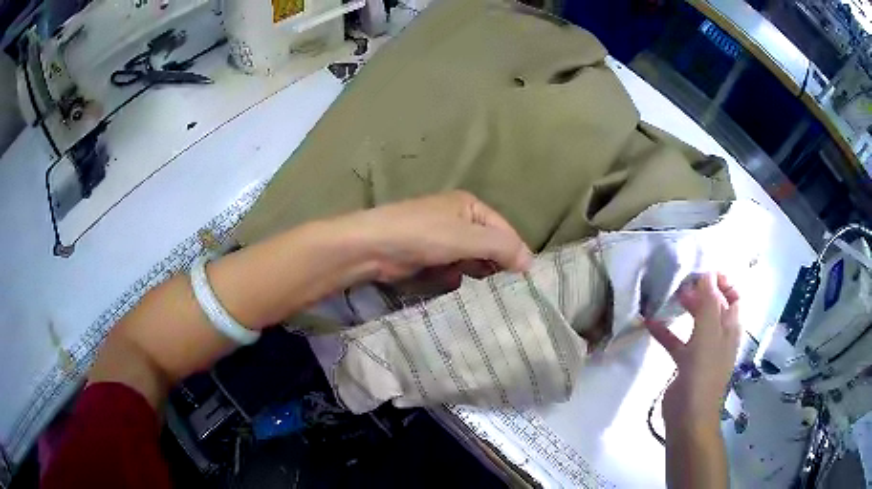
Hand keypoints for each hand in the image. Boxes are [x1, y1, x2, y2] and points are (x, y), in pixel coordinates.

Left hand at [338, 191, 532, 285]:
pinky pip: (452, 271)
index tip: (524, 281)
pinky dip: (455, 279)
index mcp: (470, 206)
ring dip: (474, 275)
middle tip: (503, 290)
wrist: (371, 248)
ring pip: (471, 261)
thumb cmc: (422, 235)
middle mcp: (458, 220)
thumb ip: (501, 247)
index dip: (516, 253)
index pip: (505, 231)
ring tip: (479, 290)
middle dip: (494, 266)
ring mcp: (442, 240)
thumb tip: (530, 263)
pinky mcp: (429, 258)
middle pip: (489, 247)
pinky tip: (453, 286)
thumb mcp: (467, 237)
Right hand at [646, 273, 740, 426]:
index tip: (705, 270)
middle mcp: (720, 337)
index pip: (734, 297)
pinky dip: (666, 332)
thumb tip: (708, 273)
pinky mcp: (686, 364)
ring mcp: (703, 351)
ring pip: (696, 322)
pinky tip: (650, 323)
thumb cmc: (704, 372)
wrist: (689, 415)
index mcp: (730, 328)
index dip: (724, 282)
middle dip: (702, 292)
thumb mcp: (709, 333)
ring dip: (685, 309)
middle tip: (683, 281)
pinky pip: (677, 342)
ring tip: (670, 295)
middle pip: (714, 307)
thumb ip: (709, 302)